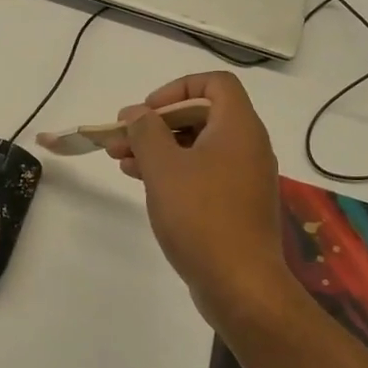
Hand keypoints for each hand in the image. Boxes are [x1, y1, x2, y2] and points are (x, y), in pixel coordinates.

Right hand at [103, 72, 293, 320]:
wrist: (240, 284)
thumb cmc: (201, 216)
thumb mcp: (164, 167)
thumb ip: (146, 132)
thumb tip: (137, 113)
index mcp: (238, 127)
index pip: (215, 83)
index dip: (178, 88)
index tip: (147, 111)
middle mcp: (247, 146)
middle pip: (201, 115)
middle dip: (157, 123)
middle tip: (121, 137)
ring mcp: (244, 177)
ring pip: (198, 147)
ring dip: (159, 148)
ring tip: (120, 159)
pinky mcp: (236, 205)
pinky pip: (203, 173)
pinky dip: (174, 171)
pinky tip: (142, 181)